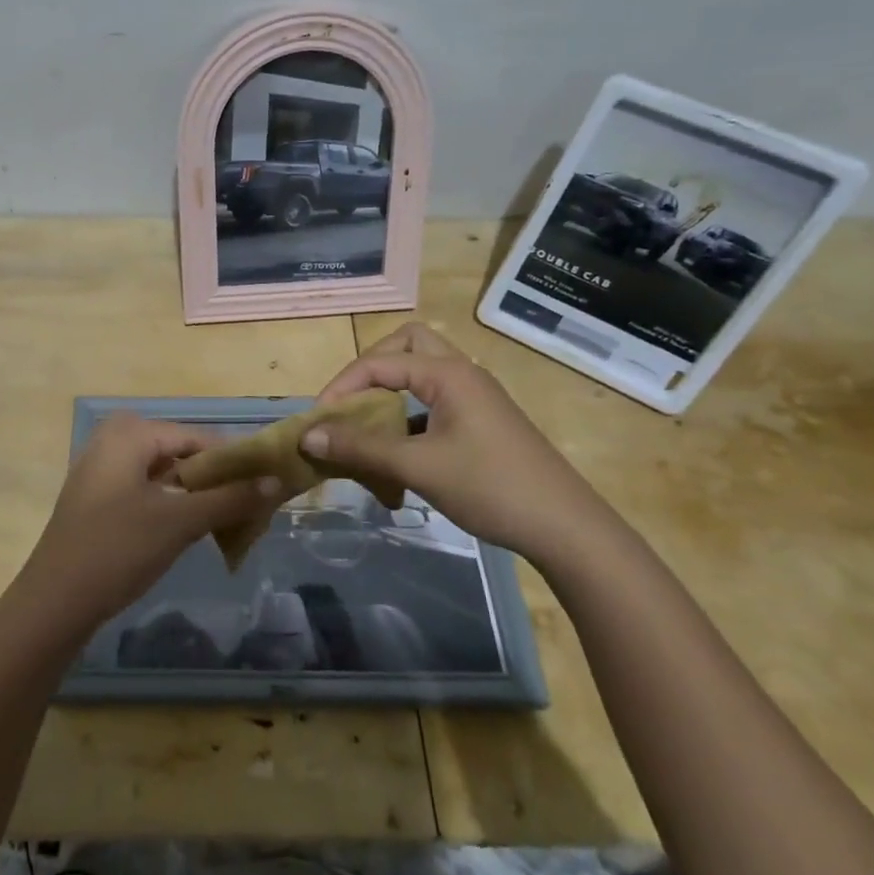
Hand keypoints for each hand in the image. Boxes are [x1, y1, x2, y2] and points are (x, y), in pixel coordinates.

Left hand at [13, 414, 278, 637]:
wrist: (54, 602)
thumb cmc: (117, 549)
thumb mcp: (179, 521)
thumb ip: (229, 498)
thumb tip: (275, 481)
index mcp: (130, 432)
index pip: (199, 438)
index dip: (235, 463)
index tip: (267, 489)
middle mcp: (114, 440)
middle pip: (182, 454)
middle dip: (217, 481)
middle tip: (250, 510)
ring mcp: (103, 469)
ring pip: (165, 474)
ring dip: (197, 496)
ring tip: (230, 523)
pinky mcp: (98, 498)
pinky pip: (146, 490)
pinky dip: (172, 506)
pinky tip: (193, 530)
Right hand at [303, 323, 622, 564]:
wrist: (565, 528)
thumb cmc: (489, 487)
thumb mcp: (417, 466)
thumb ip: (360, 447)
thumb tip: (308, 436)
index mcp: (448, 374)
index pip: (378, 362)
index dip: (342, 386)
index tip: (318, 420)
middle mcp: (462, 374)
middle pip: (406, 346)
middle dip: (371, 368)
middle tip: (350, 401)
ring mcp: (475, 398)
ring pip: (422, 374)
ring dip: (390, 391)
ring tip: (367, 426)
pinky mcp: (482, 422)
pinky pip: (435, 402)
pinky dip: (409, 416)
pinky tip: (399, 454)